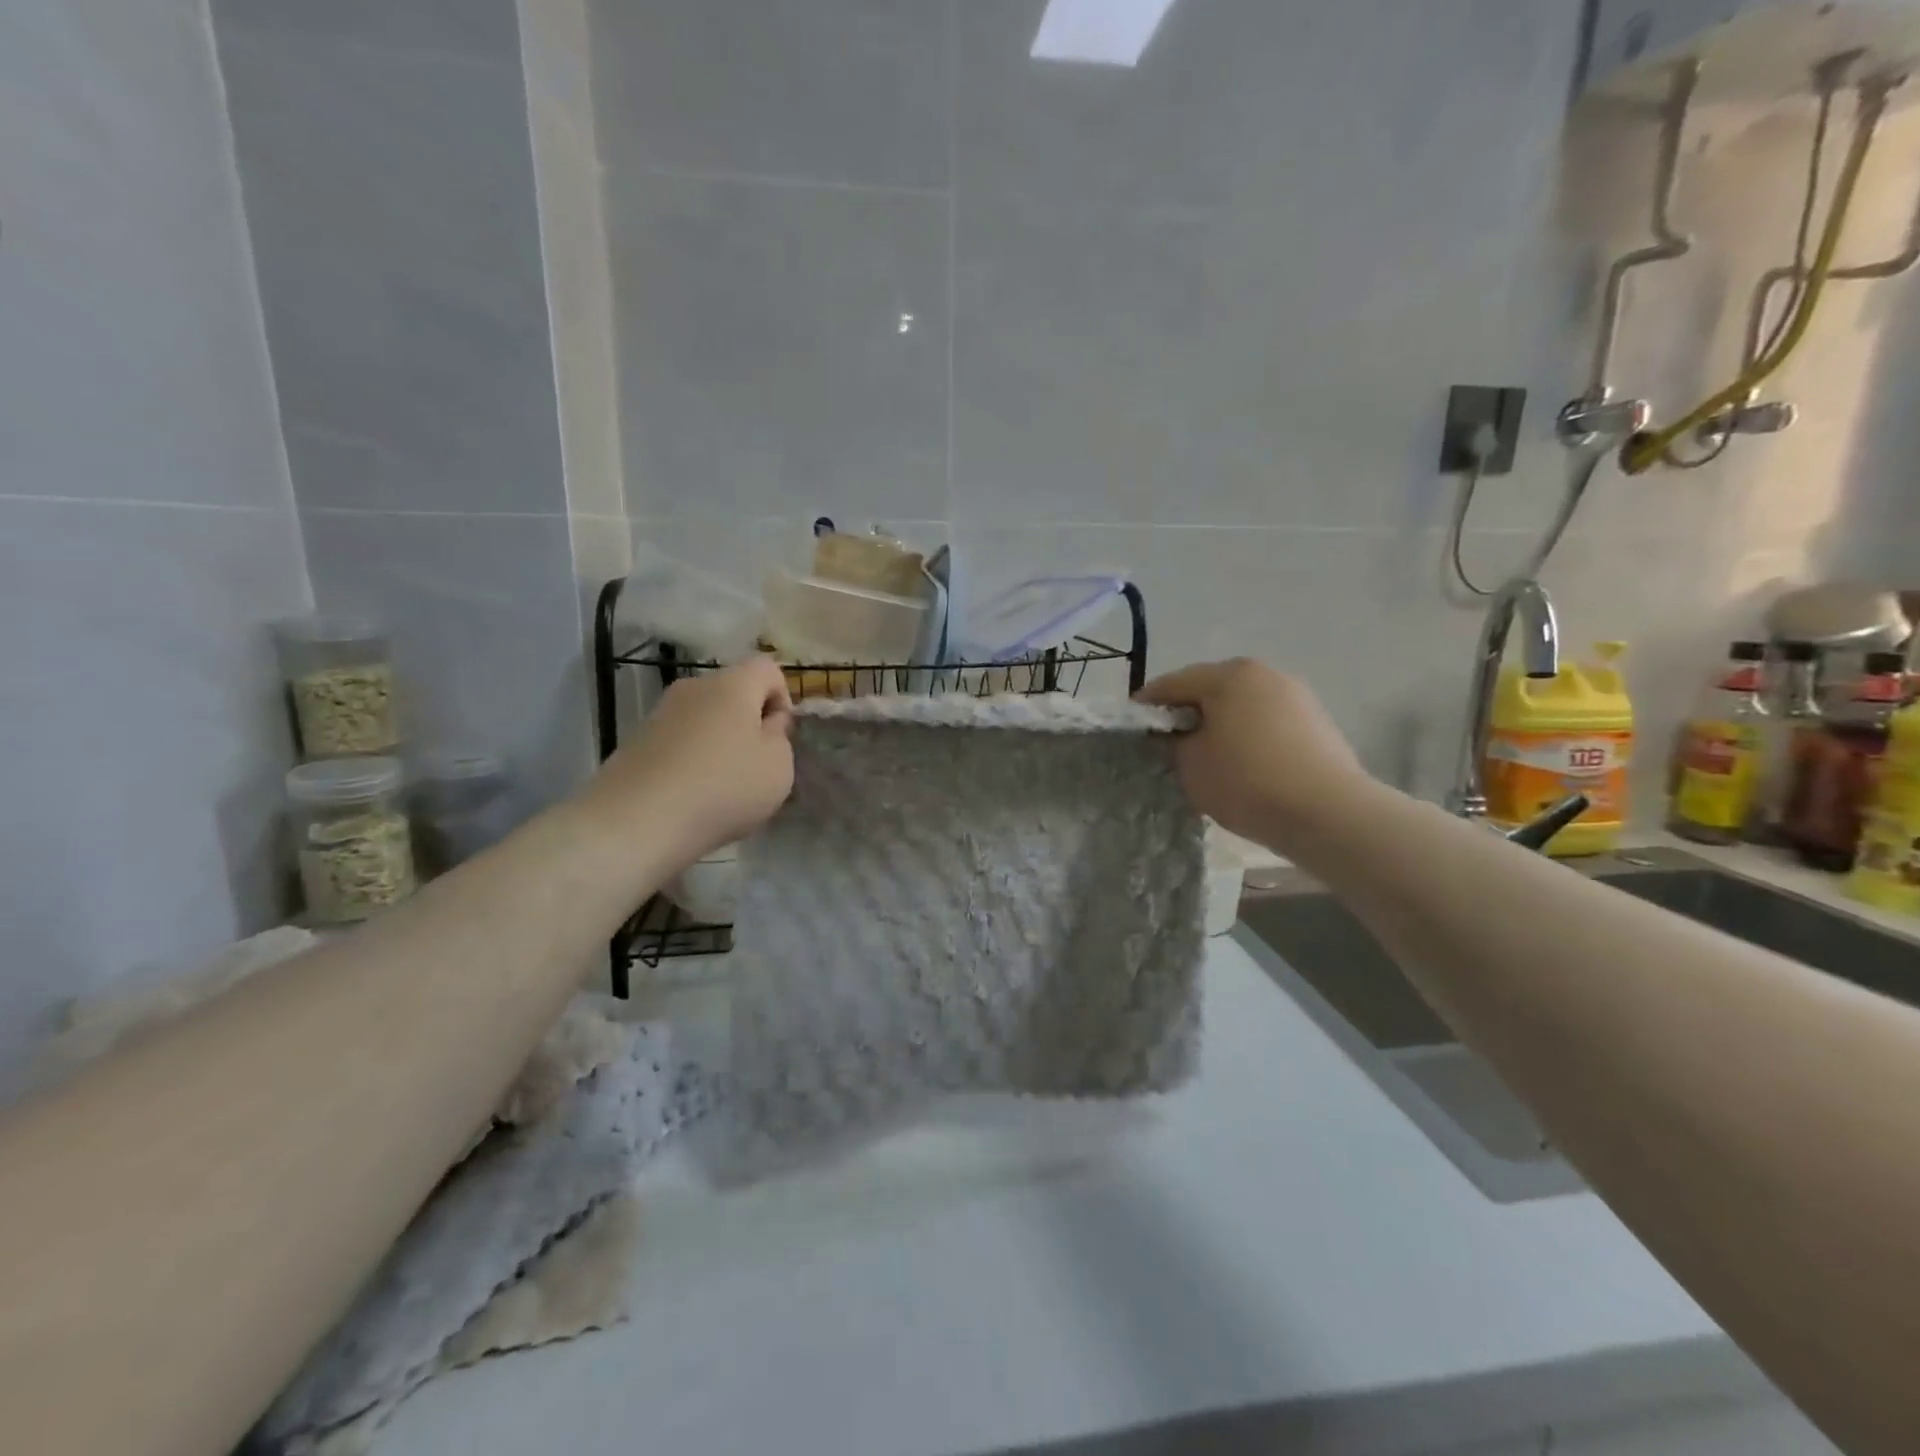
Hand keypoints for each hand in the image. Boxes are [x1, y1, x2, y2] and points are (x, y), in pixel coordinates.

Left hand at [585, 657, 794, 864]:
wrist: (637, 820)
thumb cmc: (723, 787)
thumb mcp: (778, 767)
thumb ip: (780, 738)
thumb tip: (766, 723)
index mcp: (733, 684)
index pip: (768, 668)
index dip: (783, 698)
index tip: (780, 738)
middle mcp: (694, 687)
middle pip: (733, 692)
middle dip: (749, 723)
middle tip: (755, 765)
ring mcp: (660, 713)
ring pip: (705, 719)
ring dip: (720, 743)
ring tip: (722, 786)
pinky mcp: (636, 741)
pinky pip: (680, 742)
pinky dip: (692, 760)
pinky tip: (692, 796)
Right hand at [1138, 658, 1370, 851]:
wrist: (1328, 813)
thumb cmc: (1247, 782)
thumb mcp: (1191, 765)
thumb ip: (1175, 742)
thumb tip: (1181, 735)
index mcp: (1228, 675)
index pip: (1173, 683)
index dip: (1147, 704)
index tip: (1133, 725)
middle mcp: (1263, 673)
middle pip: (1211, 688)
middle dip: (1188, 711)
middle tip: (1168, 740)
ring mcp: (1296, 694)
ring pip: (1242, 704)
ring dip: (1221, 722)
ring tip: (1208, 754)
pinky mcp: (1317, 720)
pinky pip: (1268, 720)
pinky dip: (1249, 734)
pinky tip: (1244, 762)